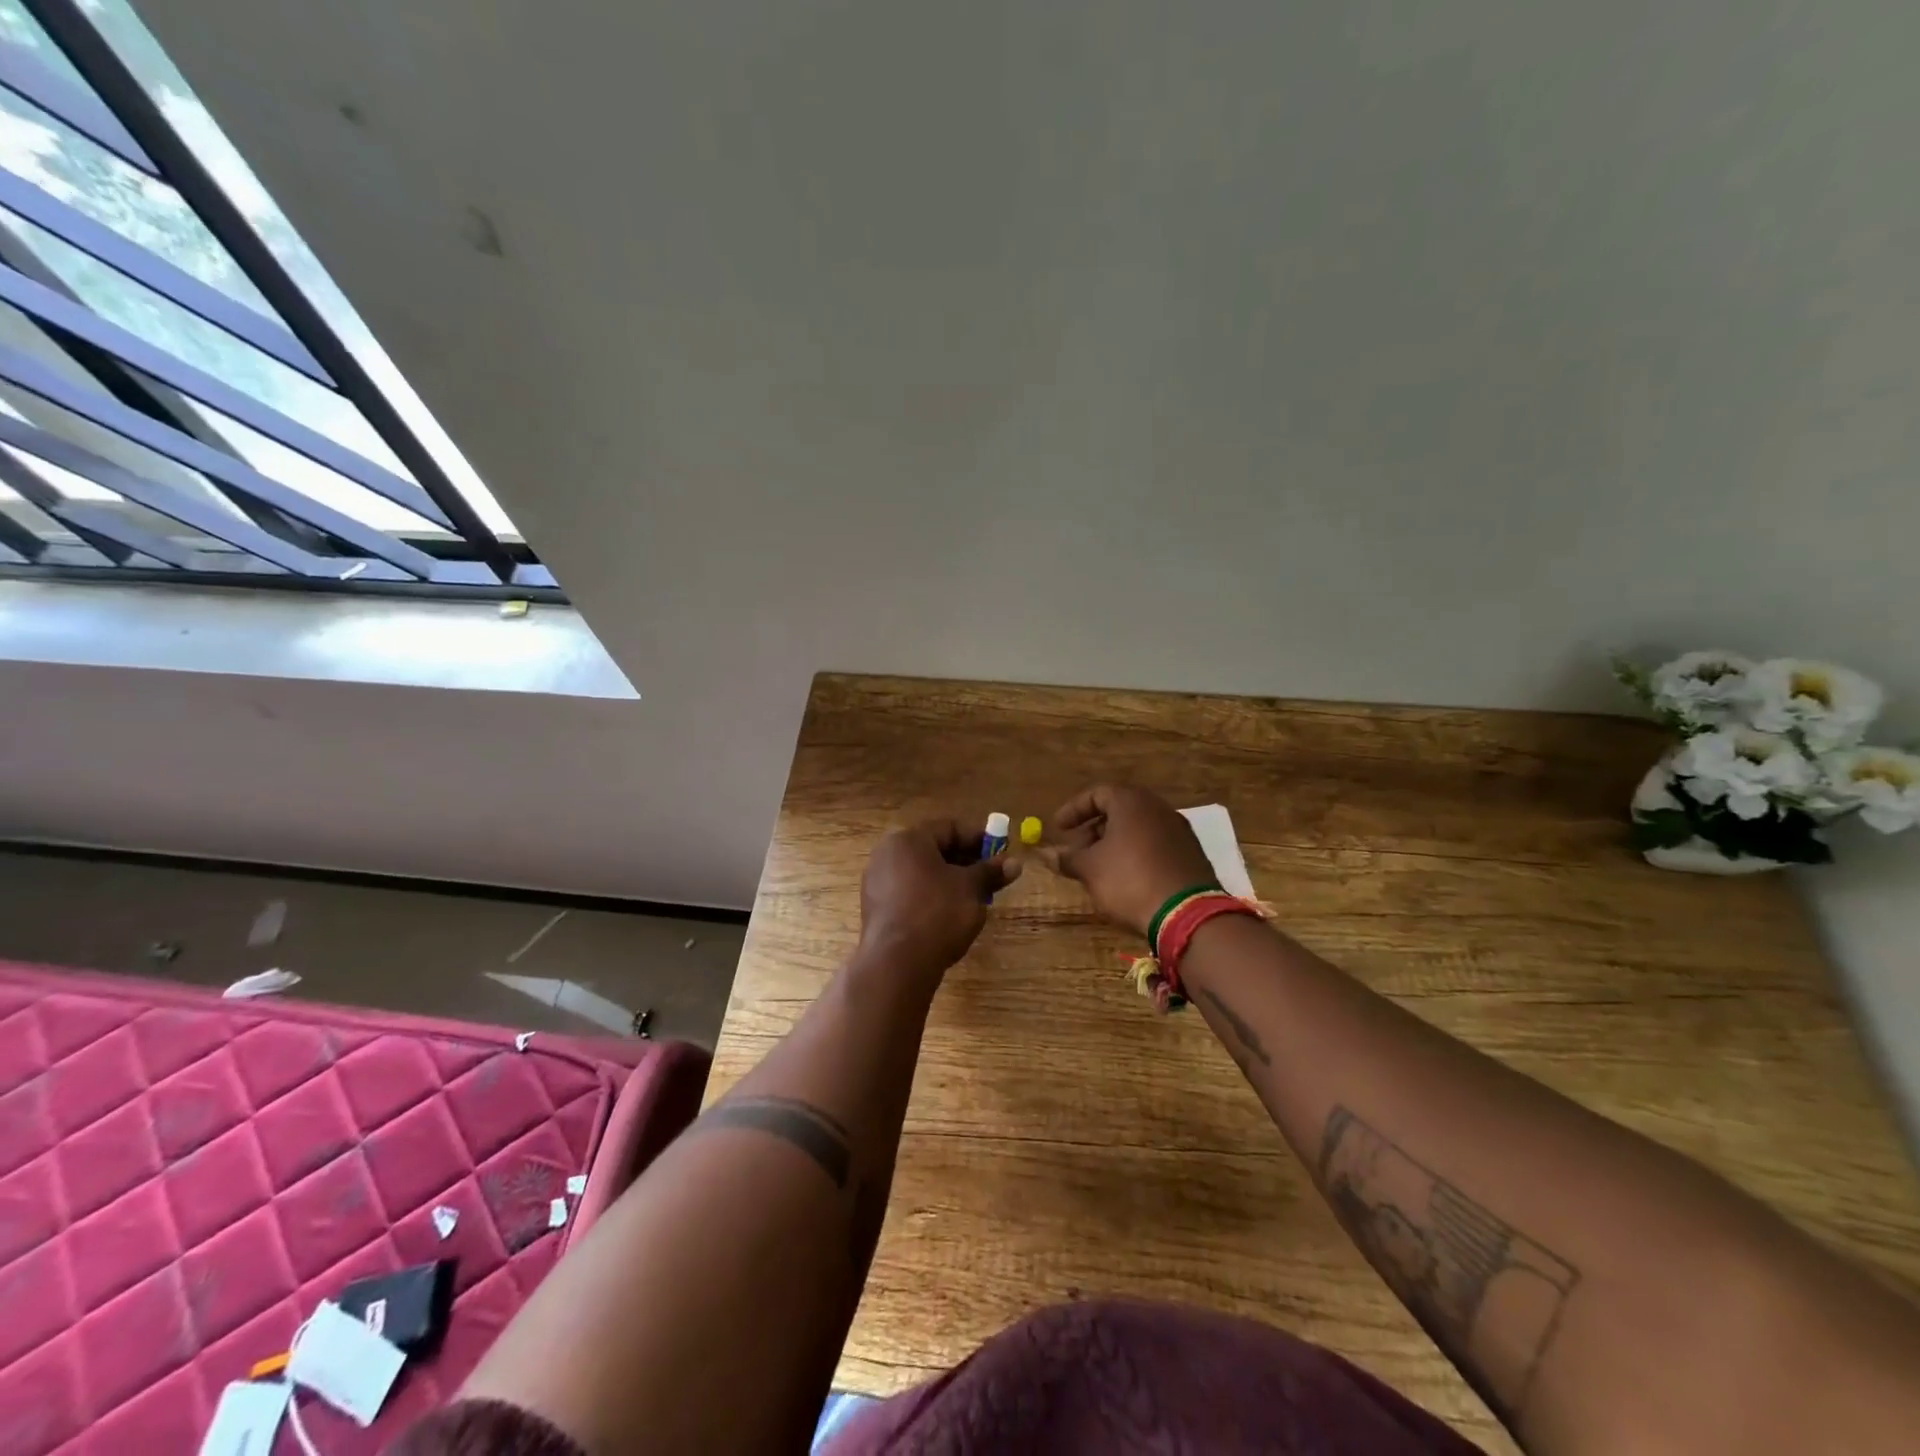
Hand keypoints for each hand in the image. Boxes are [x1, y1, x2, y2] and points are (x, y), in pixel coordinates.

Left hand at [858, 818, 1020, 977]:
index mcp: (908, 840)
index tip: (1001, 852)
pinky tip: (950, 914)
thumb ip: (991, 872)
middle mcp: (887, 854)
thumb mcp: (971, 889)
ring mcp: (877, 883)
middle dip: (966, 861)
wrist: (897, 963)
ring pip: (922, 873)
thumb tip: (1015, 862)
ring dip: (950, 880)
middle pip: (934, 850)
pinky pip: (910, 893)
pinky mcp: (876, 909)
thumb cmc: (937, 913)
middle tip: (992, 876)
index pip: (949, 828)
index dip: (979, 838)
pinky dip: (932, 896)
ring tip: (976, 897)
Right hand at [1035, 785, 1216, 938]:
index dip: (1073, 810)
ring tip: (1098, 868)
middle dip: (1093, 829)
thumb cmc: (1130, 880)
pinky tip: (1125, 878)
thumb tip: (1046, 854)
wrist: (1187, 914)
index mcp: (1132, 802)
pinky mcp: (1191, 854)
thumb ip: (1067, 858)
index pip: (1096, 794)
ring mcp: (1179, 830)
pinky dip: (1135, 854)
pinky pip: (1155, 845)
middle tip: (1077, 851)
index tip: (1058, 828)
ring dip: (1114, 843)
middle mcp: (1158, 808)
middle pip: (1119, 810)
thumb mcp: (1090, 869)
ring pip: (1138, 829)